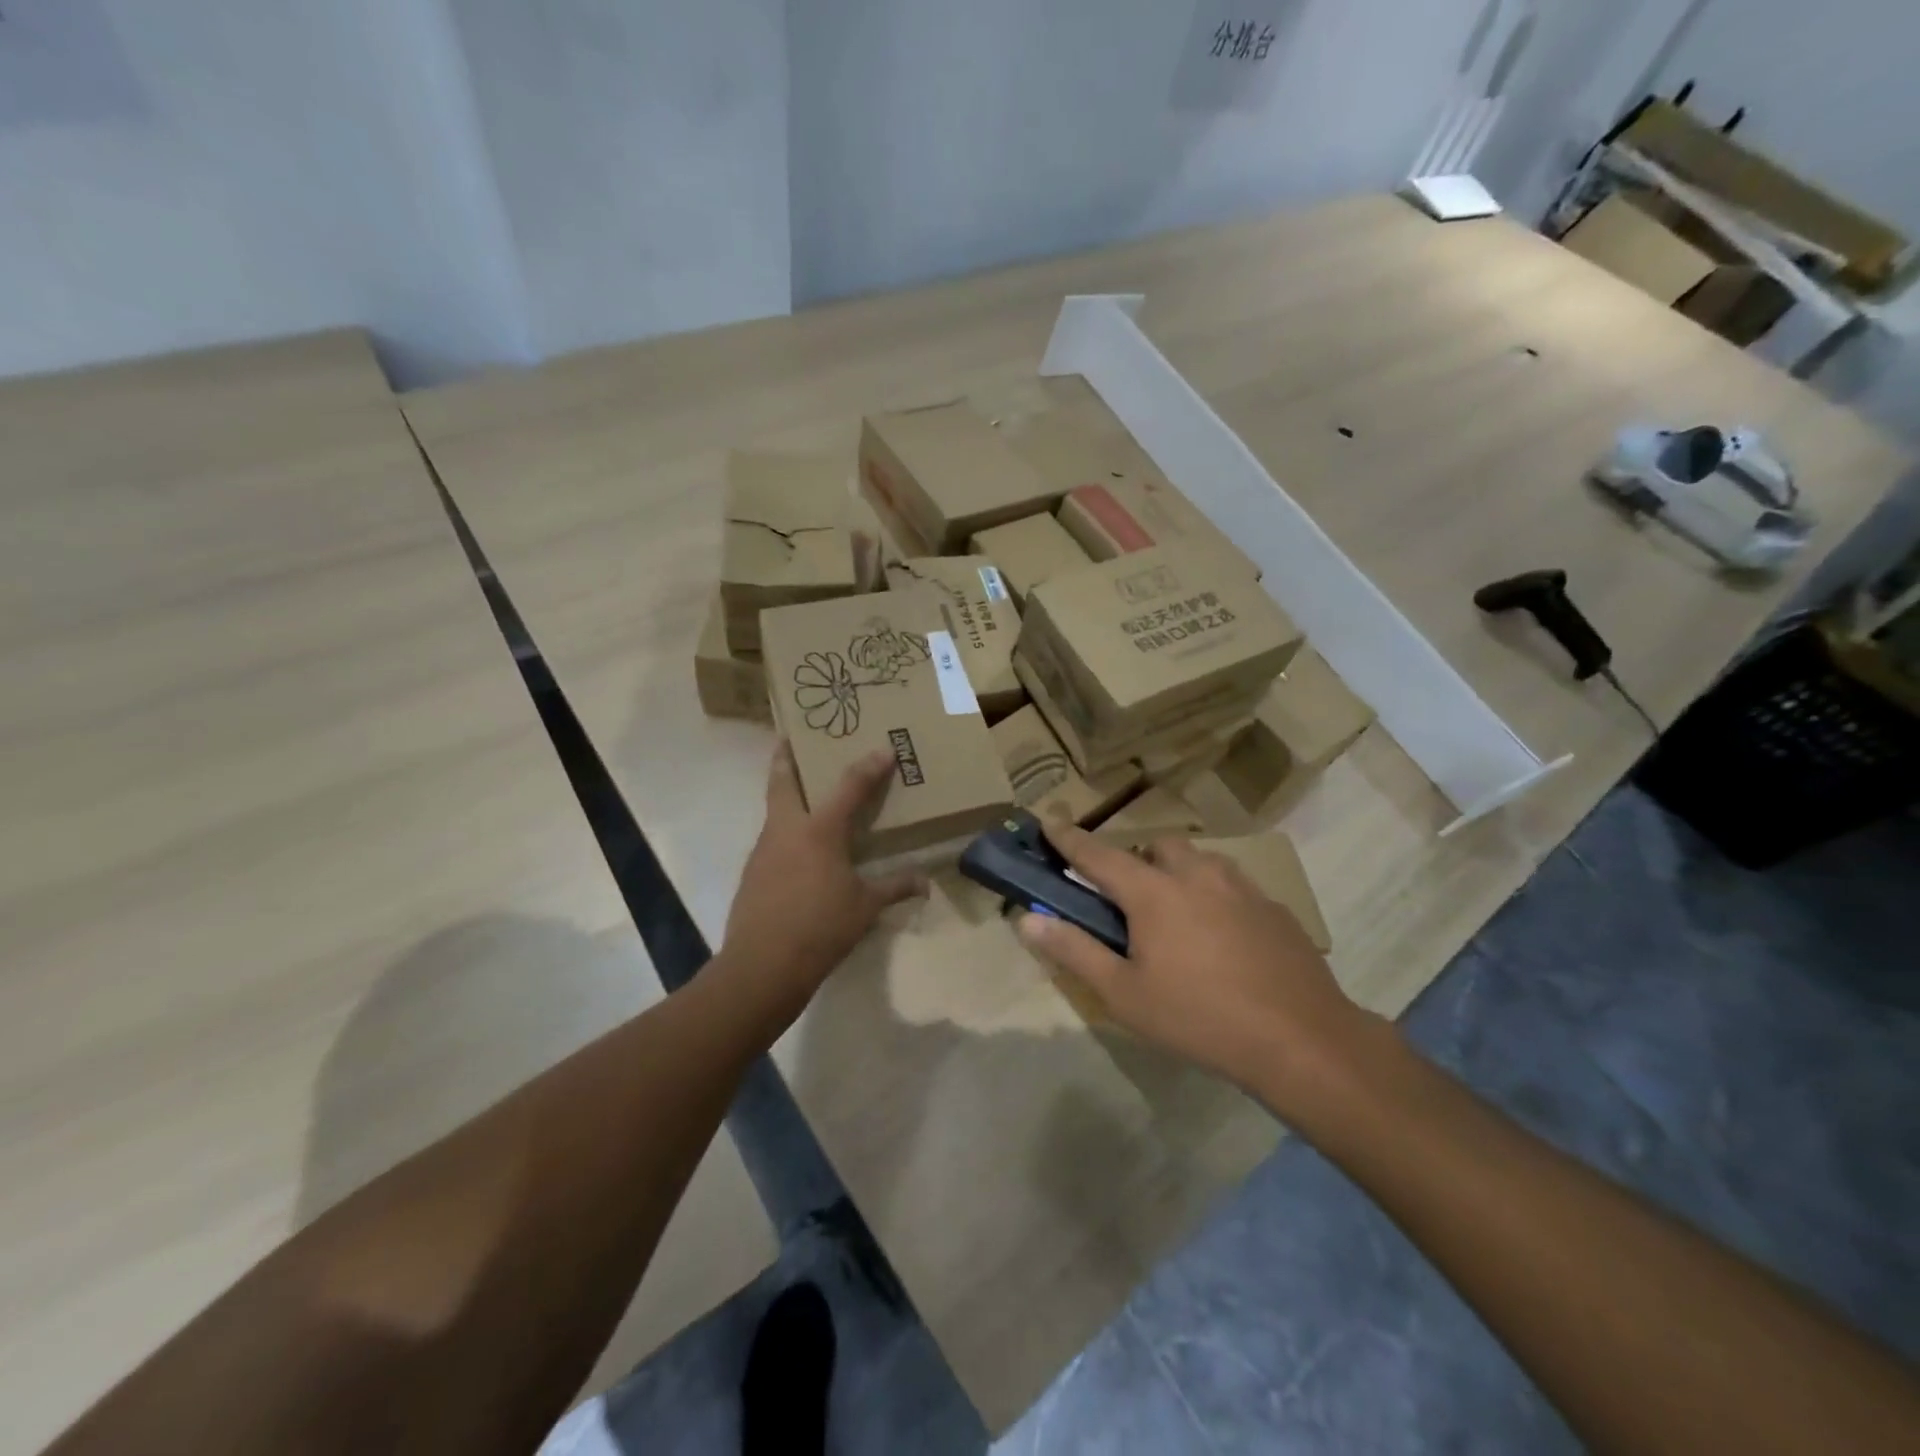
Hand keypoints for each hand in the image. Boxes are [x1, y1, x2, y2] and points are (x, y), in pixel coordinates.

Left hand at [717, 743, 924, 1028]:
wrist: (762, 966)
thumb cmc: (821, 928)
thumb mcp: (865, 908)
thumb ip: (894, 888)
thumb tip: (925, 884)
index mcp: (820, 830)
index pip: (849, 786)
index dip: (869, 766)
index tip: (883, 748)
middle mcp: (787, 829)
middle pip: (782, 780)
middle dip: (786, 756)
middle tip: (792, 739)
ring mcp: (764, 849)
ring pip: (774, 809)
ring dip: (787, 795)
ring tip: (808, 796)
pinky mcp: (753, 872)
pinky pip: (772, 839)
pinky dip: (785, 832)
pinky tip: (800, 850)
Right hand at [1016, 823, 1382, 1102]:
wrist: (1302, 1040)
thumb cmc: (1200, 1018)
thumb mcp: (1124, 994)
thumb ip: (1074, 950)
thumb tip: (1027, 918)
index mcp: (1154, 892)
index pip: (1098, 854)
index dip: (1069, 839)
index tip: (1049, 822)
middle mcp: (1197, 875)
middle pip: (1157, 846)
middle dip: (1137, 860)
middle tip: (1130, 902)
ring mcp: (1241, 887)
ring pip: (1199, 861)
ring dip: (1179, 874)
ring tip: (1178, 919)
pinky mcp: (1274, 908)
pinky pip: (1232, 886)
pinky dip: (1215, 897)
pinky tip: (1223, 941)